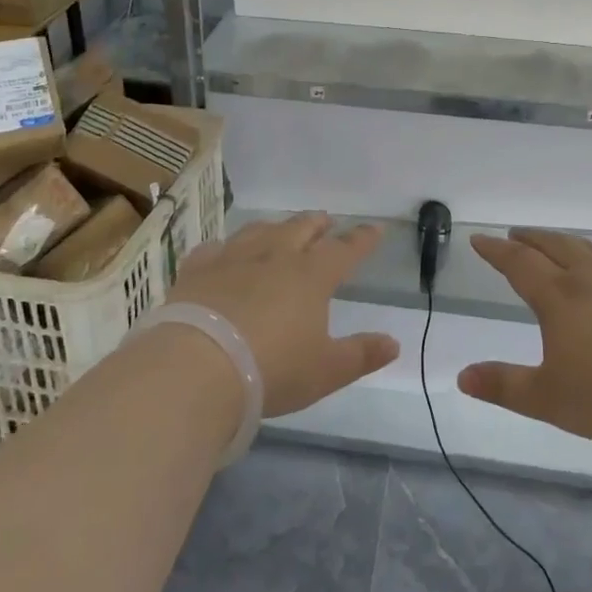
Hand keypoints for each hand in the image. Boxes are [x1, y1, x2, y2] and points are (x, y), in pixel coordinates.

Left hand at [164, 213, 398, 418]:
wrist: (198, 366)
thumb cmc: (272, 370)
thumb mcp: (325, 371)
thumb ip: (361, 355)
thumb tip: (393, 343)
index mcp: (311, 276)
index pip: (344, 250)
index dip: (362, 239)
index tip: (375, 228)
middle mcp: (275, 256)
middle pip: (301, 229)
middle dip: (317, 224)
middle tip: (325, 221)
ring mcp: (233, 259)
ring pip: (259, 230)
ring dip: (276, 227)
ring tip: (280, 228)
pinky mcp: (198, 270)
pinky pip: (215, 248)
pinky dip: (225, 247)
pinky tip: (223, 251)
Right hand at [461, 229, 591, 457]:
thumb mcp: (547, 399)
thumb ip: (503, 386)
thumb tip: (462, 378)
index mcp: (559, 297)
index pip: (519, 263)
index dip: (496, 250)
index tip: (480, 239)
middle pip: (556, 246)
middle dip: (531, 239)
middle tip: (516, 234)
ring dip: (569, 243)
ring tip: (559, 244)